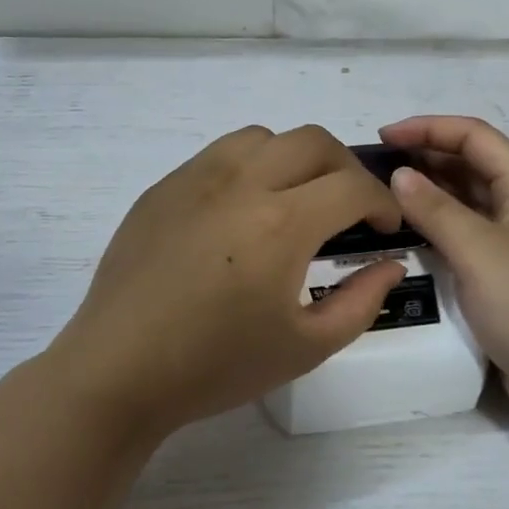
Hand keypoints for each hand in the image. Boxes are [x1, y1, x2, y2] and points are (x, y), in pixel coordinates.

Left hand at [53, 125, 405, 442]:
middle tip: (349, 209)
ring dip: (295, 158)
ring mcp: (195, 179)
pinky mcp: (163, 188)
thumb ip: (361, 302)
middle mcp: (241, 183)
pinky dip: (249, 167)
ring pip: (263, 137)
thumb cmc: (215, 366)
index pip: (352, 186)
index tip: (384, 228)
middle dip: (347, 169)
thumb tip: (389, 264)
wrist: (119, 370)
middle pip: (313, 142)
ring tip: (295, 200)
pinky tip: (241, 211)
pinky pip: (218, 154)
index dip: (381, 203)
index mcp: (281, 223)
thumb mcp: (305, 347)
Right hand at [379, 115, 508, 431]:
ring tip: (382, 197)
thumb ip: (436, 210)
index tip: (383, 137)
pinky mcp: (505, 277)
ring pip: (467, 203)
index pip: (474, 137)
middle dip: (425, 158)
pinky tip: (407, 238)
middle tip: (375, 169)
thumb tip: (399, 174)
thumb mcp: (479, 252)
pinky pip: (466, 238)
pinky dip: (436, 230)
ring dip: (429, 194)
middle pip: (471, 166)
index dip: (428, 128)